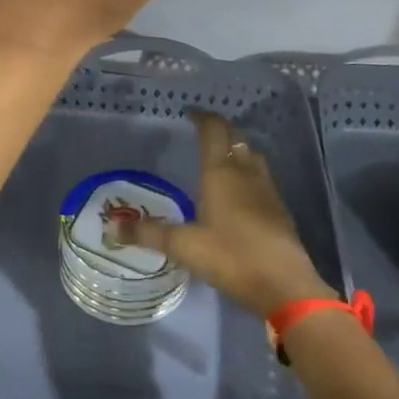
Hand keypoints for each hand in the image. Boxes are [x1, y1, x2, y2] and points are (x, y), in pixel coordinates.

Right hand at [117, 109, 337, 317]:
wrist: (286, 284)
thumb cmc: (231, 256)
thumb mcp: (184, 246)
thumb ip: (150, 234)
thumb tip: (113, 227)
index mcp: (221, 172)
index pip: (213, 131)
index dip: (202, 118)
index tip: (190, 113)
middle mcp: (245, 172)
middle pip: (235, 138)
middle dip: (220, 129)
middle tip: (203, 130)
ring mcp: (267, 189)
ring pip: (251, 156)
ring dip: (237, 148)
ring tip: (221, 155)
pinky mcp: (279, 208)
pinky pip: (261, 177)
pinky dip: (248, 171)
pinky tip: (240, 189)